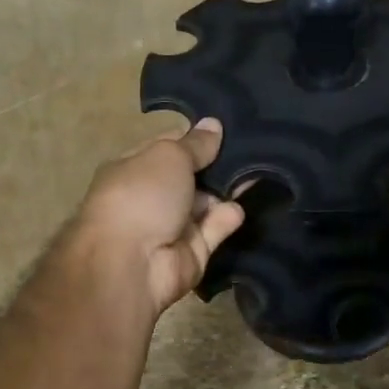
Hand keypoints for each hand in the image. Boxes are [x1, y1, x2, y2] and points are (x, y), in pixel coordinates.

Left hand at [69, 120, 245, 314]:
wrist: (131, 264)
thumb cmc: (142, 196)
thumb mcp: (169, 157)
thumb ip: (195, 144)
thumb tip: (213, 124)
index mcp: (133, 168)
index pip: (168, 146)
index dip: (195, 137)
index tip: (227, 127)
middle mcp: (151, 195)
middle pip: (190, 175)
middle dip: (217, 163)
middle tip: (252, 147)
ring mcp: (171, 225)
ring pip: (206, 202)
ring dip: (228, 189)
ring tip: (258, 171)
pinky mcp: (192, 252)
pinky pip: (214, 229)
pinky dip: (227, 218)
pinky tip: (240, 207)